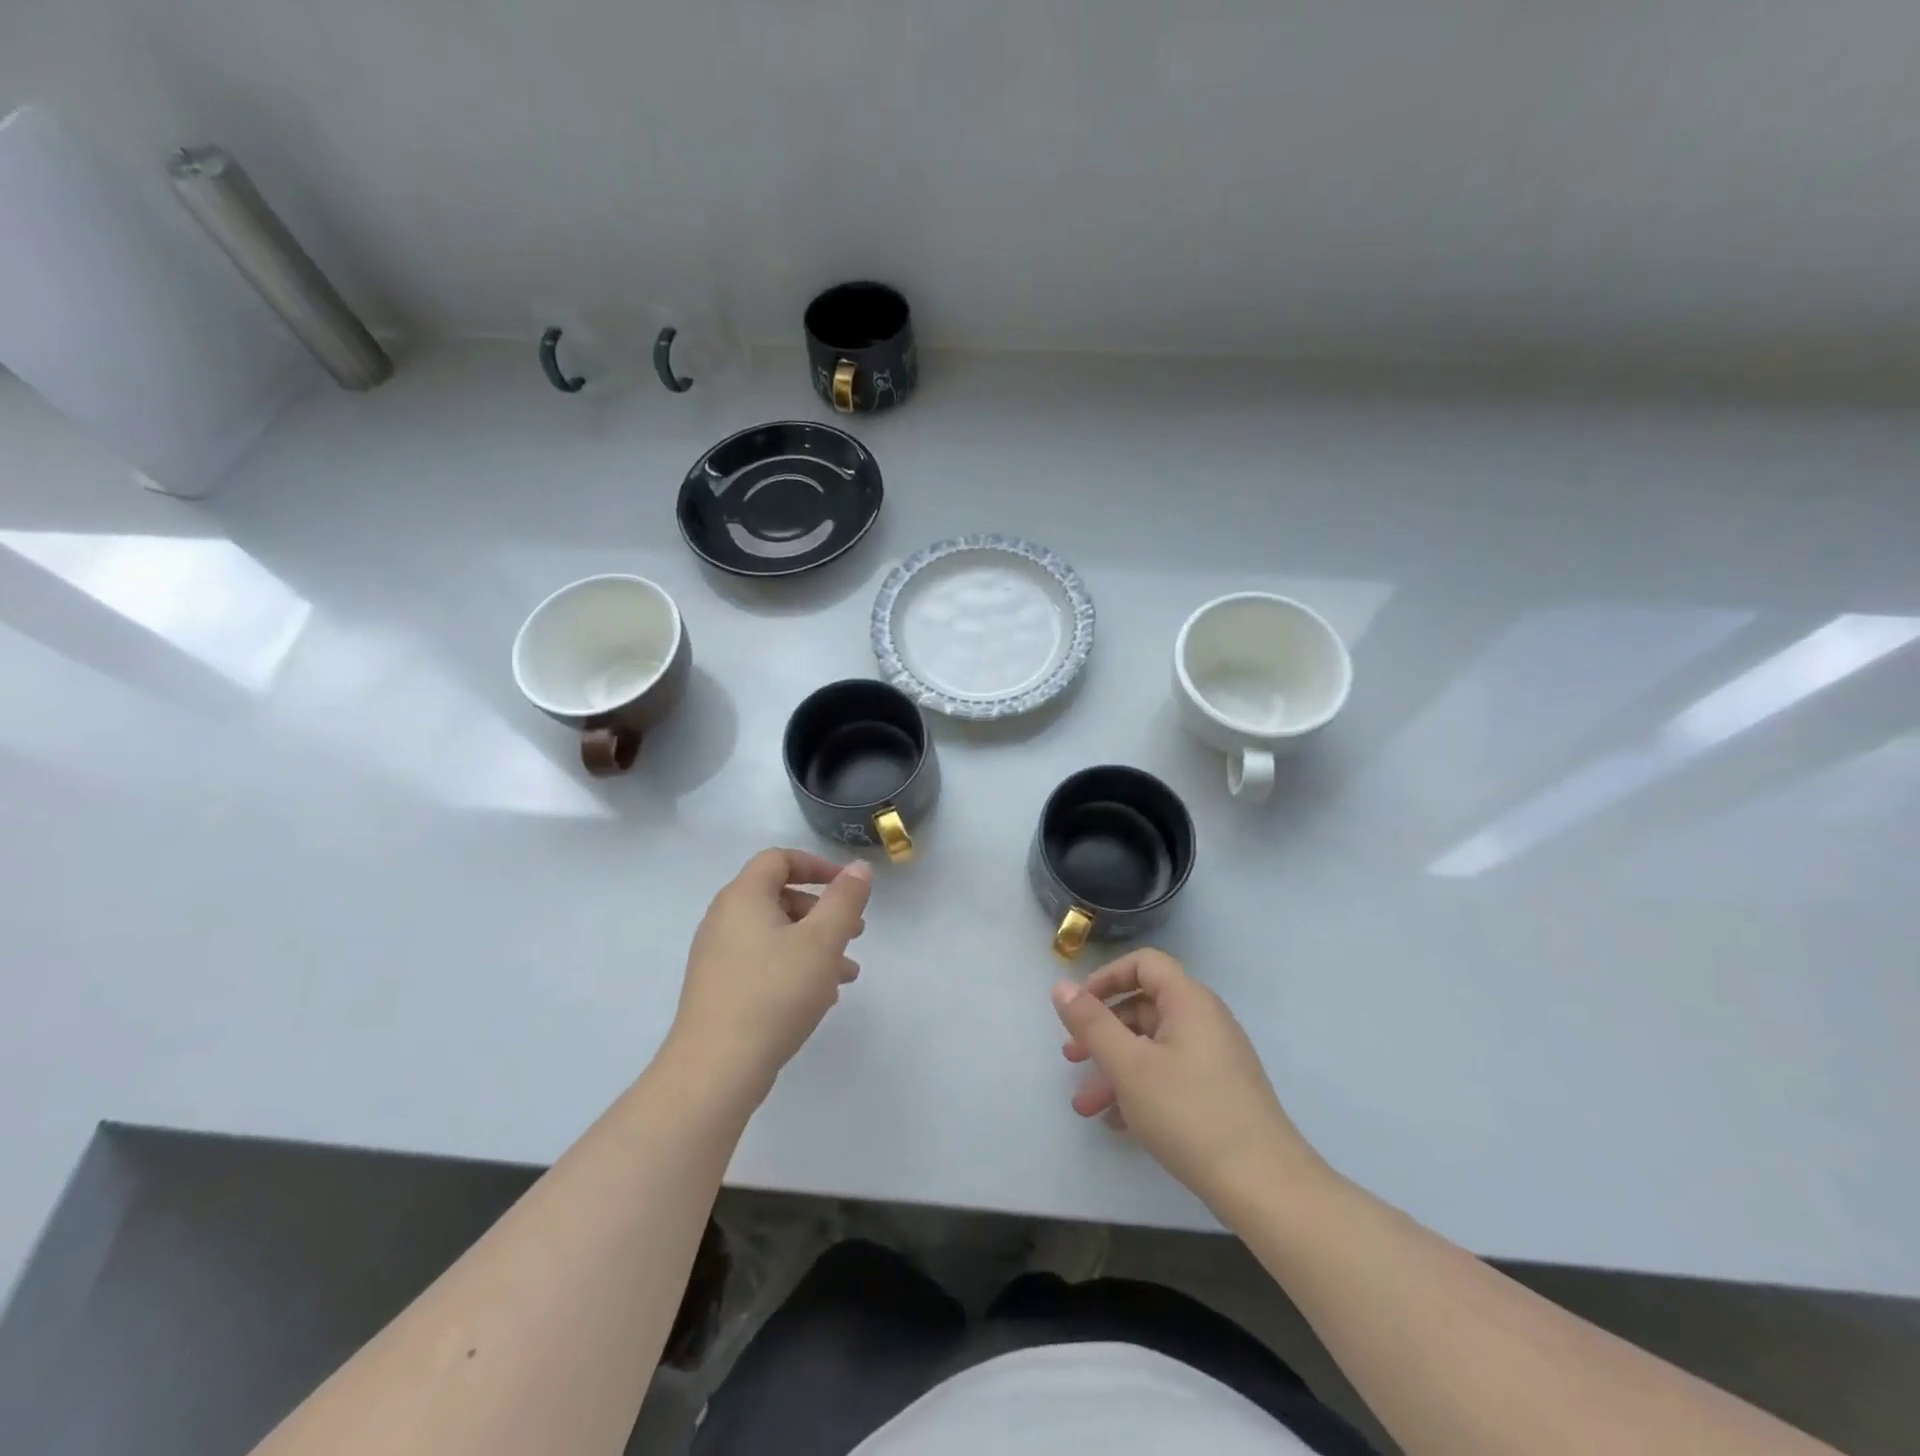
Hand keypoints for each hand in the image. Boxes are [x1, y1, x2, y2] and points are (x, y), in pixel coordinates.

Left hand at [669, 849, 872, 1100]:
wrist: (715, 1069)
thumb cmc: (774, 993)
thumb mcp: (822, 941)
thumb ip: (845, 900)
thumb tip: (857, 868)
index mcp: (743, 897)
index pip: (778, 860)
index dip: (816, 865)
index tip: (848, 887)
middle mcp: (724, 919)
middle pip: (778, 897)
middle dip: (822, 912)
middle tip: (855, 934)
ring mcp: (717, 957)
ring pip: (775, 935)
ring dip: (814, 945)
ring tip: (847, 974)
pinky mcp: (718, 989)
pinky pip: (763, 963)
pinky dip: (793, 968)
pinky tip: (820, 998)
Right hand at [1052, 949, 1323, 1210]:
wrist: (1264, 1186)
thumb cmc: (1189, 1113)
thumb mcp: (1129, 1066)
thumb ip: (1092, 1023)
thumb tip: (1061, 986)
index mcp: (1189, 1001)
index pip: (1143, 964)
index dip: (1106, 977)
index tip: (1078, 1008)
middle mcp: (1205, 1020)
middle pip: (1144, 1007)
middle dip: (1102, 1033)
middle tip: (1071, 1060)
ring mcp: (1215, 1057)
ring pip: (1153, 1047)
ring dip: (1115, 1069)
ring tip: (1085, 1106)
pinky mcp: (1220, 1091)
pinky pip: (1170, 1074)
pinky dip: (1140, 1089)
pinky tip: (1116, 1122)